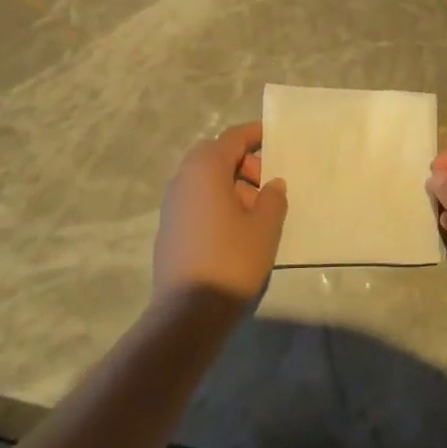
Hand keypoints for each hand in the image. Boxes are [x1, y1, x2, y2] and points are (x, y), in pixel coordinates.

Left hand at [153, 122, 287, 304]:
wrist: (188, 312)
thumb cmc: (232, 259)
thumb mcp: (265, 226)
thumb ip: (273, 198)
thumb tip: (271, 185)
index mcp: (205, 169)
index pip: (232, 138)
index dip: (255, 134)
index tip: (276, 137)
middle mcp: (183, 180)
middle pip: (217, 157)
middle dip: (245, 164)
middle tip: (269, 184)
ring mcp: (172, 205)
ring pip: (207, 181)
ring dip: (233, 186)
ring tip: (259, 212)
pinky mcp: (170, 229)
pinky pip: (198, 201)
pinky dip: (219, 203)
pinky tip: (239, 230)